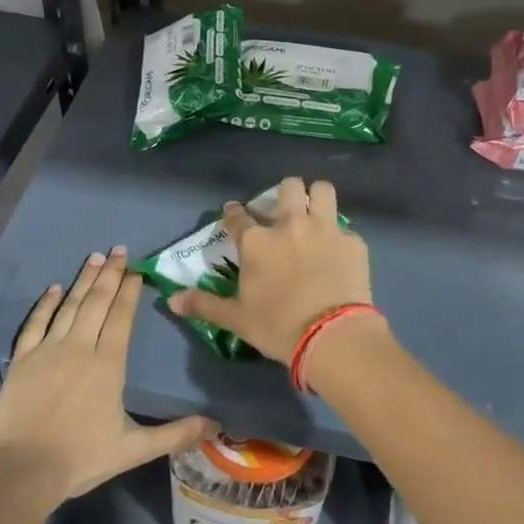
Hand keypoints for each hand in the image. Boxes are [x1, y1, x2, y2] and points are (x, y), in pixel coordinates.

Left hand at [0, 247, 214, 503]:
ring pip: (69, 306)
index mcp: (108, 364)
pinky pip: (35, 323)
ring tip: (94, 257)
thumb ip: (174, 434)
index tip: (136, 270)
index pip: (121, 317)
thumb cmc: (80, 459)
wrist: (20, 471)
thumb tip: (216, 425)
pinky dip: (45, 304)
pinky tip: (54, 288)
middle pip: (97, 302)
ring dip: (83, 280)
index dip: (129, 291)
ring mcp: (47, 350)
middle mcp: (79, 347)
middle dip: (110, 274)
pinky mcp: (21, 360)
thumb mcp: (133, 449)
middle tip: (118, 249)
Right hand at [168, 177, 373, 364]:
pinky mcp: (352, 242)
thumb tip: (172, 300)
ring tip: (315, 212)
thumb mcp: (236, 319)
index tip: (233, 213)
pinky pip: (345, 228)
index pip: (237, 216)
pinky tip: (338, 253)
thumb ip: (205, 305)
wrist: (332, 336)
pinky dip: (340, 237)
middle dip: (284, 193)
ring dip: (316, 197)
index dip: (233, 213)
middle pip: (287, 188)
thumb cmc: (278, 327)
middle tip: (284, 211)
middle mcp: (289, 225)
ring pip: (322, 190)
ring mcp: (325, 229)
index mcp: (257, 242)